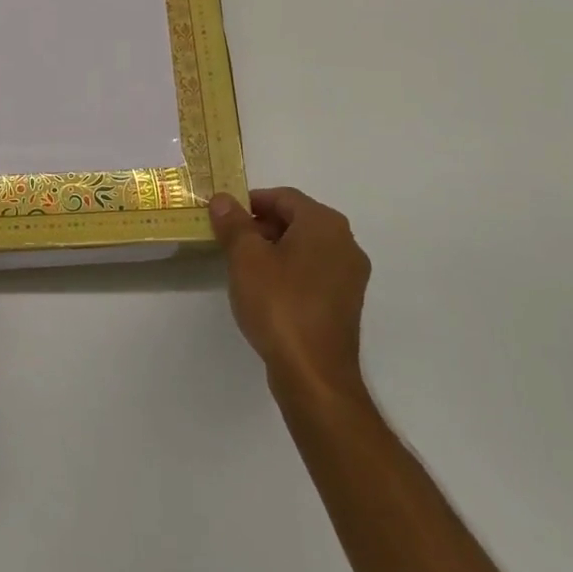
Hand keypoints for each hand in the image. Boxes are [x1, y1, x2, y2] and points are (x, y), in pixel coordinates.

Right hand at [209, 187, 370, 400]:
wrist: (314, 374)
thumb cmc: (279, 305)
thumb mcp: (246, 258)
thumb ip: (234, 224)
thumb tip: (223, 200)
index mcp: (324, 224)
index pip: (284, 197)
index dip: (251, 201)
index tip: (224, 215)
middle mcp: (345, 243)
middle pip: (297, 220)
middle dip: (261, 225)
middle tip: (229, 239)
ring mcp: (350, 275)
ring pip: (305, 247)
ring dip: (274, 248)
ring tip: (242, 265)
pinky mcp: (345, 303)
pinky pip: (313, 272)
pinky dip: (289, 270)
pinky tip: (266, 290)